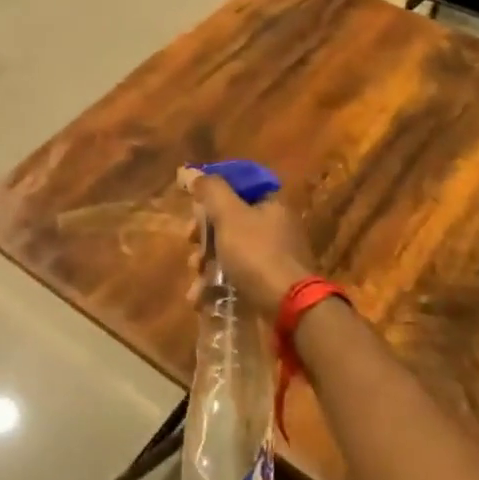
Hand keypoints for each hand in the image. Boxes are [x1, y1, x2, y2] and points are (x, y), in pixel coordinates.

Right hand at [179, 167, 316, 312]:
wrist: (289, 307)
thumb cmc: (256, 253)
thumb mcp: (229, 215)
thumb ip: (210, 190)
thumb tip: (190, 171)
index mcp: (271, 203)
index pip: (238, 185)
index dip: (212, 193)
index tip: (193, 205)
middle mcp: (275, 226)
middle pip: (229, 220)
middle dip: (203, 234)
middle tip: (190, 242)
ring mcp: (272, 256)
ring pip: (229, 250)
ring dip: (206, 263)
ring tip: (196, 279)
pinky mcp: (267, 283)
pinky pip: (236, 276)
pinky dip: (216, 285)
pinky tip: (200, 298)